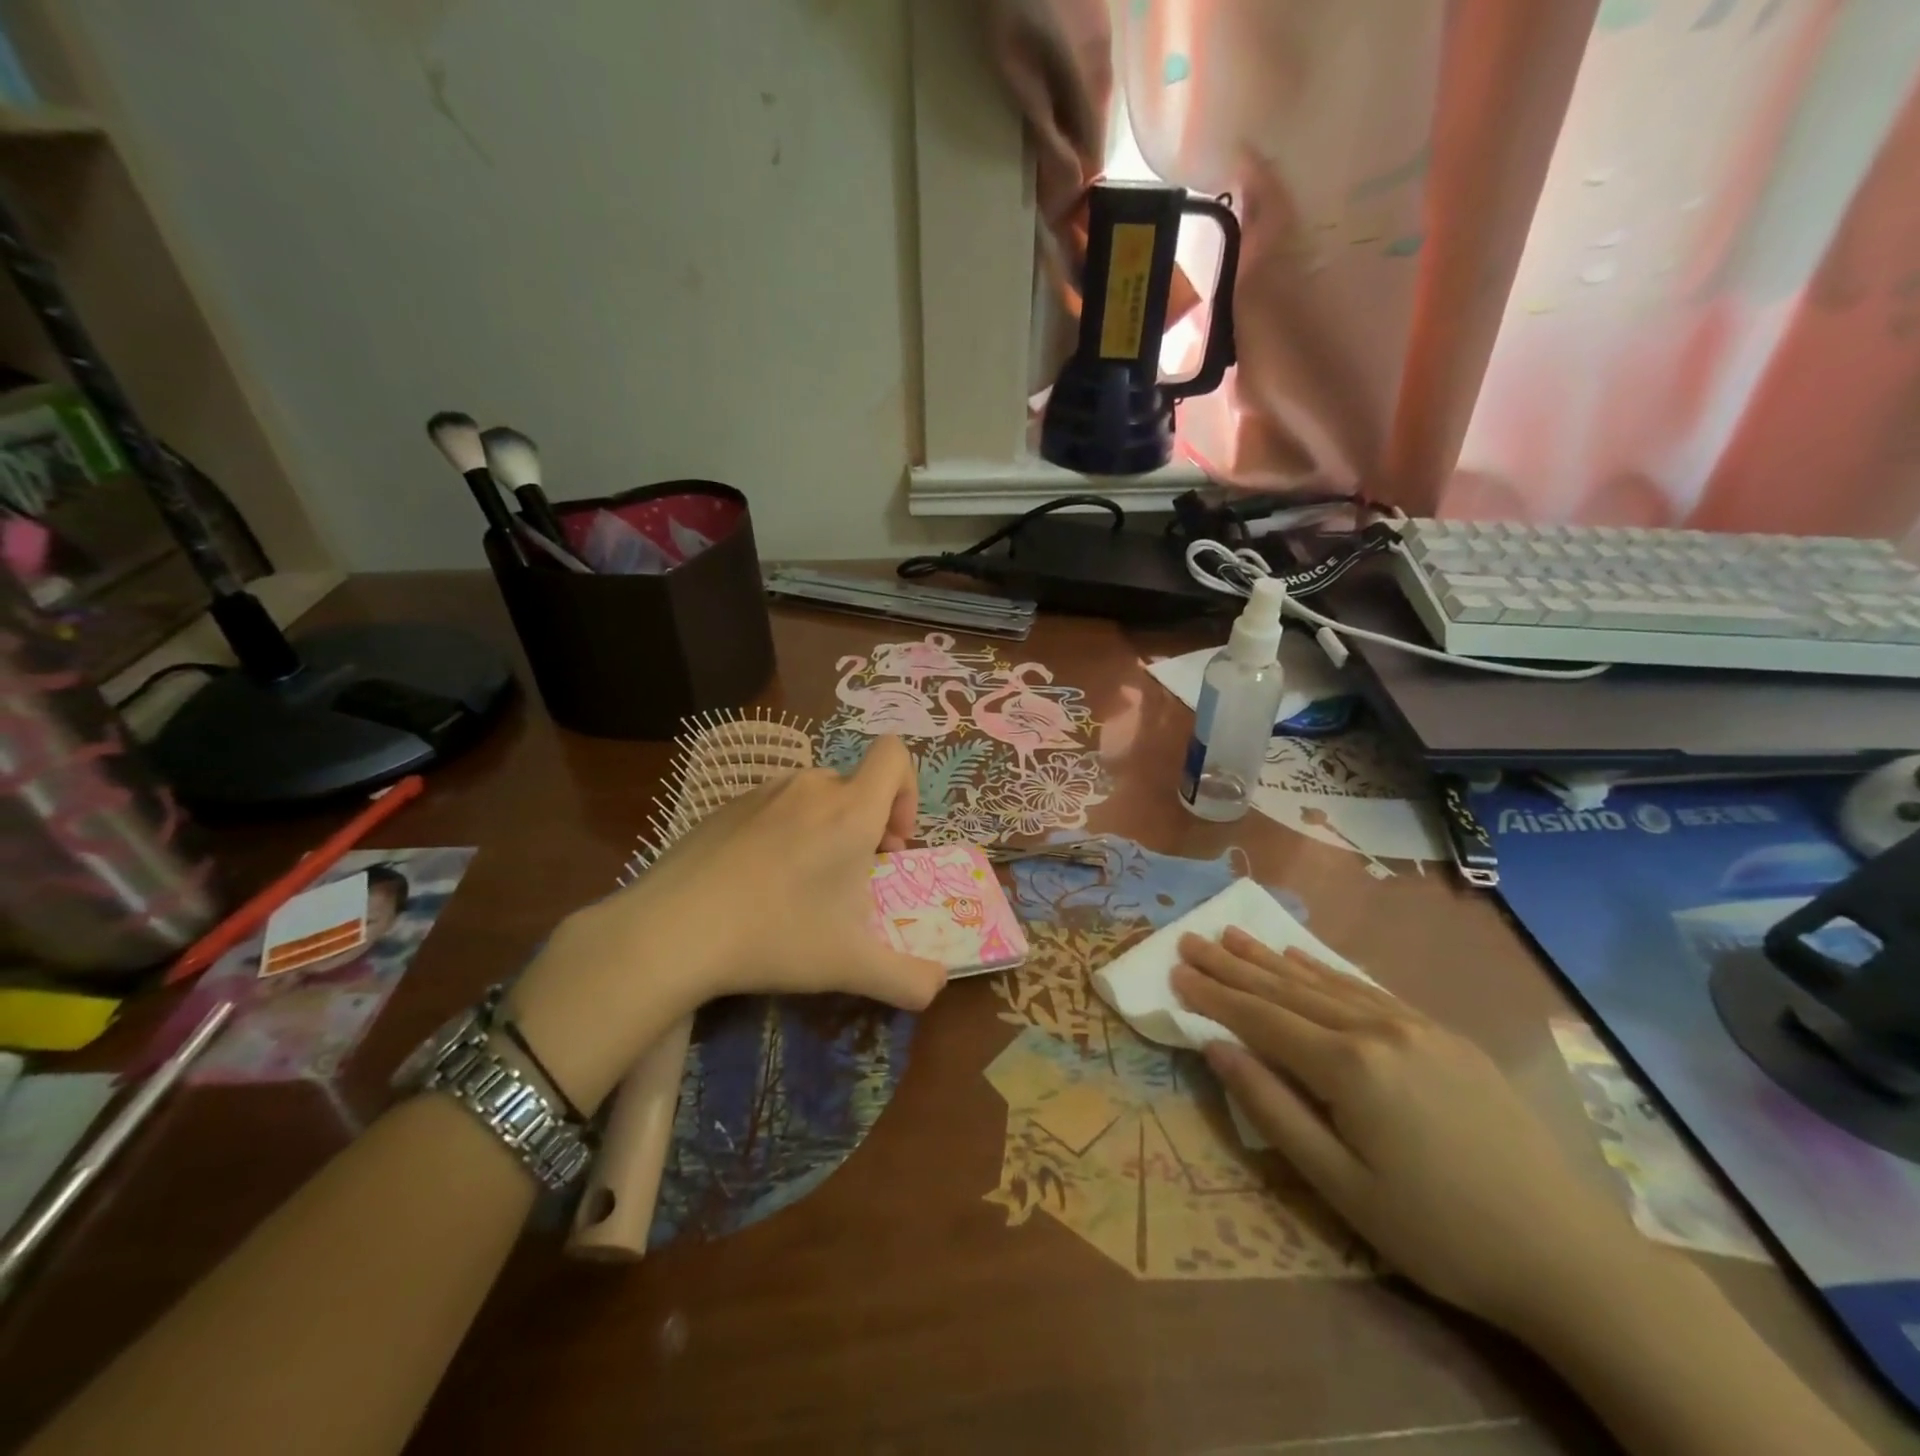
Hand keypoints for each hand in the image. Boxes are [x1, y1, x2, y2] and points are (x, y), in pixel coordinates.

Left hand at [507, 736, 945, 1110]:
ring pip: (814, 797)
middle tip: (852, 879)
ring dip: (826, 829)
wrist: (669, 931)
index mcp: (850, 809)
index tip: (892, 843)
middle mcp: (810, 787)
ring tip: (802, 884)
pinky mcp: (725, 806)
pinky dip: (784, 832)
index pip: (894, 754)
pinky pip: (774, 807)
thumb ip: (908, 979)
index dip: (907, 790)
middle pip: (856, 784)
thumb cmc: (775, 936)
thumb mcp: (851, 966)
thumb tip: (938, 987)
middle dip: (867, 825)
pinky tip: (757, 882)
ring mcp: (762, 792)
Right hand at [1172, 928, 1645, 1332]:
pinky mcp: (1443, 1034)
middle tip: (1191, 938)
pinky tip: (1302, 957)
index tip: (1175, 970)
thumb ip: (1272, 1108)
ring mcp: (1415, 1025)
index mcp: (1349, 1066)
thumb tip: (1215, 1048)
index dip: (1214, 995)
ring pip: (1325, 981)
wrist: (1569, 1255)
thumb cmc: (1438, 1231)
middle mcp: (1377, 1029)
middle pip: (1287, 989)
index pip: (1261, 1018)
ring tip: (1233, 934)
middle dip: (1233, 964)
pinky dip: (1325, 970)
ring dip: (1272, 958)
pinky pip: (1367, 988)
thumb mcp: (1341, 1186)